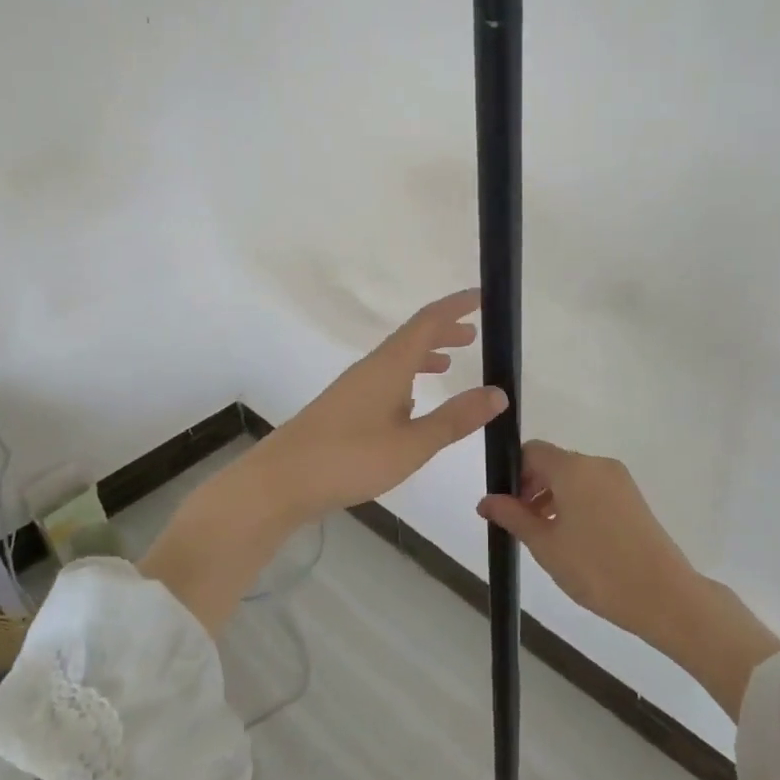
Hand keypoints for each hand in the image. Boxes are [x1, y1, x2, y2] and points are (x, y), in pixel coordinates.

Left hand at [254, 289, 508, 523]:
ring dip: (425, 354)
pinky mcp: (344, 408)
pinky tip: (412, 401)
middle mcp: (371, 367)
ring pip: (397, 359)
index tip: (482, 297)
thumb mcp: (412, 444)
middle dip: (444, 331)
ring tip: (450, 363)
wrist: (280, 482)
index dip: (456, 306)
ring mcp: (354, 387)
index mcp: (389, 365)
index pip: (428, 321)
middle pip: (412, 337)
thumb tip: (499, 392)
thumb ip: (455, 418)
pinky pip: (384, 378)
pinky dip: (407, 377)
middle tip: (473, 335)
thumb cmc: (349, 458)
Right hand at [478, 441, 779, 718]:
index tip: (508, 507)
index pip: (532, 451)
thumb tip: (485, 500)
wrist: (664, 595)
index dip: (514, 473)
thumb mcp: (545, 545)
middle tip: (523, 526)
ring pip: (574, 478)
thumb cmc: (596, 569)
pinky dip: (577, 504)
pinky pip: (594, 489)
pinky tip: (576, 541)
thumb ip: (513, 516)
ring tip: (548, 539)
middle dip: (532, 487)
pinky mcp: (633, 497)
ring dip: (554, 498)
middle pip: (554, 462)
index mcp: (573, 467)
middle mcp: (597, 464)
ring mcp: (619, 480)